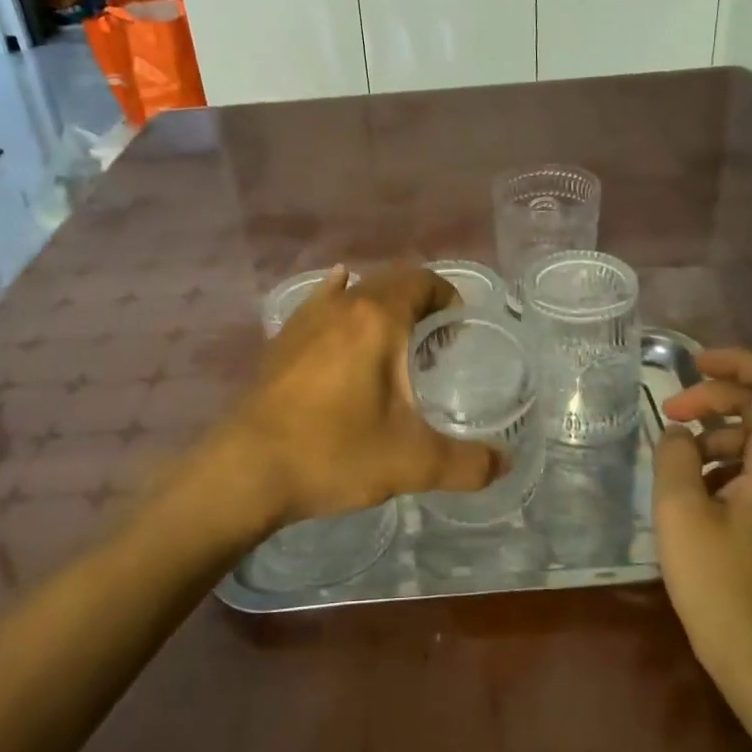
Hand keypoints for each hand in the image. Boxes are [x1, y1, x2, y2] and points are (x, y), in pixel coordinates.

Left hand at [212, 266, 502, 533]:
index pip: (420, 281)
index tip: (460, 322)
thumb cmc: (334, 453)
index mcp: (377, 319)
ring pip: (352, 293)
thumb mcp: (412, 463)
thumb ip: (467, 463)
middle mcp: (341, 306)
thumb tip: (505, 463)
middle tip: (437, 337)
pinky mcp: (281, 342)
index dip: (446, 293)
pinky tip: (337, 314)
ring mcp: (304, 320)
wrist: (247, 471)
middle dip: (418, 300)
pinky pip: (318, 306)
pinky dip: (337, 304)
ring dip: (379, 303)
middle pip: (388, 281)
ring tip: (395, 335)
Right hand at [652, 346, 751, 680]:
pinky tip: (695, 497)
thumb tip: (679, 435)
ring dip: (716, 437)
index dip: (735, 361)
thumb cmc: (723, 586)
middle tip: (669, 415)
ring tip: (675, 465)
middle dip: (714, 400)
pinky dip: (726, 467)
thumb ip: (674, 457)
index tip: (691, 366)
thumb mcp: (680, 512)